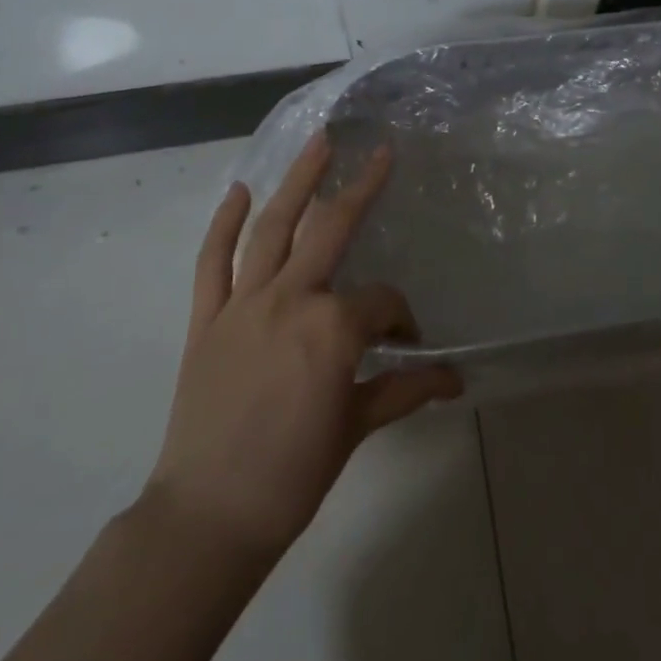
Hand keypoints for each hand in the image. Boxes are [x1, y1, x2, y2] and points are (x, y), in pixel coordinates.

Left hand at [143, 133, 461, 559]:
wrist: (208, 517)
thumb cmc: (293, 475)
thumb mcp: (357, 427)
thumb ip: (405, 389)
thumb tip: (454, 379)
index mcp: (333, 327)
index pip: (382, 302)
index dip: (402, 318)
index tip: (408, 341)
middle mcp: (290, 299)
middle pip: (331, 230)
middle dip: (360, 188)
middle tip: (378, 152)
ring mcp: (243, 304)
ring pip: (272, 229)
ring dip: (296, 182)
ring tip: (317, 144)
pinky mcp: (206, 319)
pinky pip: (213, 263)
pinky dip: (224, 225)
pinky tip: (239, 192)